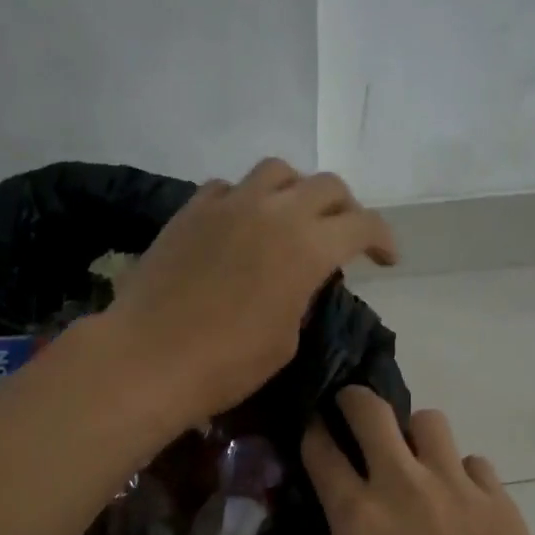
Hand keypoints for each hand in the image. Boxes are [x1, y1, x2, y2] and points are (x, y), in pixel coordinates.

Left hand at [109, 159, 396, 417]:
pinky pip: (229, 187)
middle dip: (346, 209)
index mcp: (307, 247)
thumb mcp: (286, 340)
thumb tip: (302, 280)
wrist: (149, 358)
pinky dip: (247, 199)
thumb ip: (304, 297)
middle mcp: (273, 211)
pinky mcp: (191, 211)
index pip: (362, 224)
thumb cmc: (227, 364)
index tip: (386, 258)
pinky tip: (241, 225)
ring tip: (292, 218)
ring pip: (277, 171)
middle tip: (344, 237)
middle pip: (327, 186)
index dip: (382, 239)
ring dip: (296, 191)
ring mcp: (228, 204)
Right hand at [302, 387, 534, 534]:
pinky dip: (460, 475)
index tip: (311, 428)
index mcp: (357, 518)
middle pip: (371, 410)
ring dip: (413, 435)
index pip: (321, 450)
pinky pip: (474, 463)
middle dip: (353, 400)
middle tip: (351, 414)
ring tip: (415, 464)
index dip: (311, 430)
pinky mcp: (500, 501)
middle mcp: (404, 486)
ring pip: (429, 421)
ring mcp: (457, 488)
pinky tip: (462, 506)